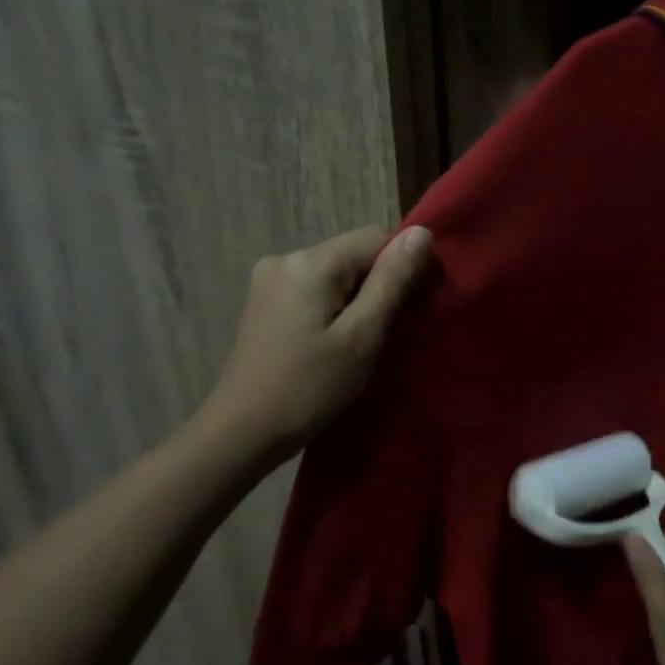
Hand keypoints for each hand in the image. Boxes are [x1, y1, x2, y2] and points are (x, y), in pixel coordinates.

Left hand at [207, 224, 432, 461]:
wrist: (242, 432)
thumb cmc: (309, 387)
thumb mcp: (362, 336)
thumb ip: (393, 281)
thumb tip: (422, 232)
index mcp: (310, 261)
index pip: (375, 237)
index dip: (399, 268)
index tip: (405, 311)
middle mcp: (285, 258)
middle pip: (353, 254)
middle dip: (375, 286)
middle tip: (379, 335)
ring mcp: (268, 280)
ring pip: (334, 274)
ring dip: (354, 300)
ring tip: (355, 344)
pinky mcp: (263, 302)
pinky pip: (313, 290)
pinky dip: (331, 309)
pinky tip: (329, 343)